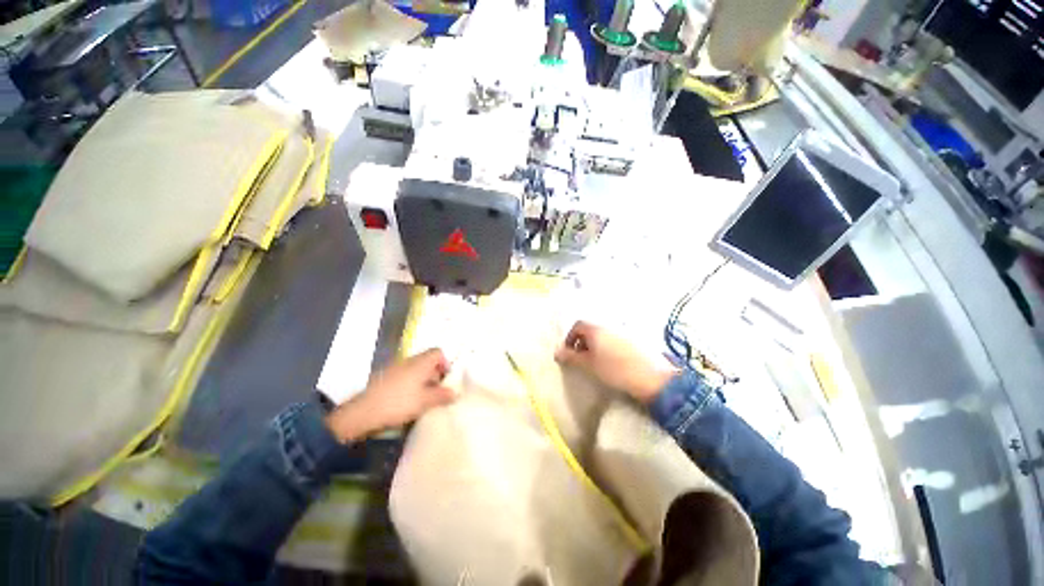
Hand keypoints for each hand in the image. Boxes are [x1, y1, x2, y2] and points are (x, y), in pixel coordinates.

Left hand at [325, 349, 455, 442]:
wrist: (363, 412)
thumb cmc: (399, 402)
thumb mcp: (425, 401)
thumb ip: (442, 396)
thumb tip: (455, 392)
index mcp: (421, 362)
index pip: (438, 352)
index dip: (445, 363)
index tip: (446, 379)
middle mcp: (409, 361)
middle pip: (427, 360)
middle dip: (435, 373)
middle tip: (437, 391)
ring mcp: (395, 368)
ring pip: (415, 369)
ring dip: (422, 380)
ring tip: (423, 398)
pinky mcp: (384, 378)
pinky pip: (404, 376)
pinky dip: (410, 384)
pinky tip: (407, 400)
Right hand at [555, 321, 675, 403]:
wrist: (652, 378)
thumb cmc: (615, 370)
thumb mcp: (589, 365)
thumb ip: (571, 357)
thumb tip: (556, 352)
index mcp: (596, 328)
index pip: (578, 325)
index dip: (570, 338)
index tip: (569, 353)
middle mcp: (610, 325)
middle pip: (591, 329)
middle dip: (583, 342)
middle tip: (582, 359)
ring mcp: (625, 331)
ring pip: (604, 334)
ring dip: (597, 345)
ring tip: (598, 362)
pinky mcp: (636, 339)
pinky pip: (617, 339)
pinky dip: (610, 347)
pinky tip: (614, 362)